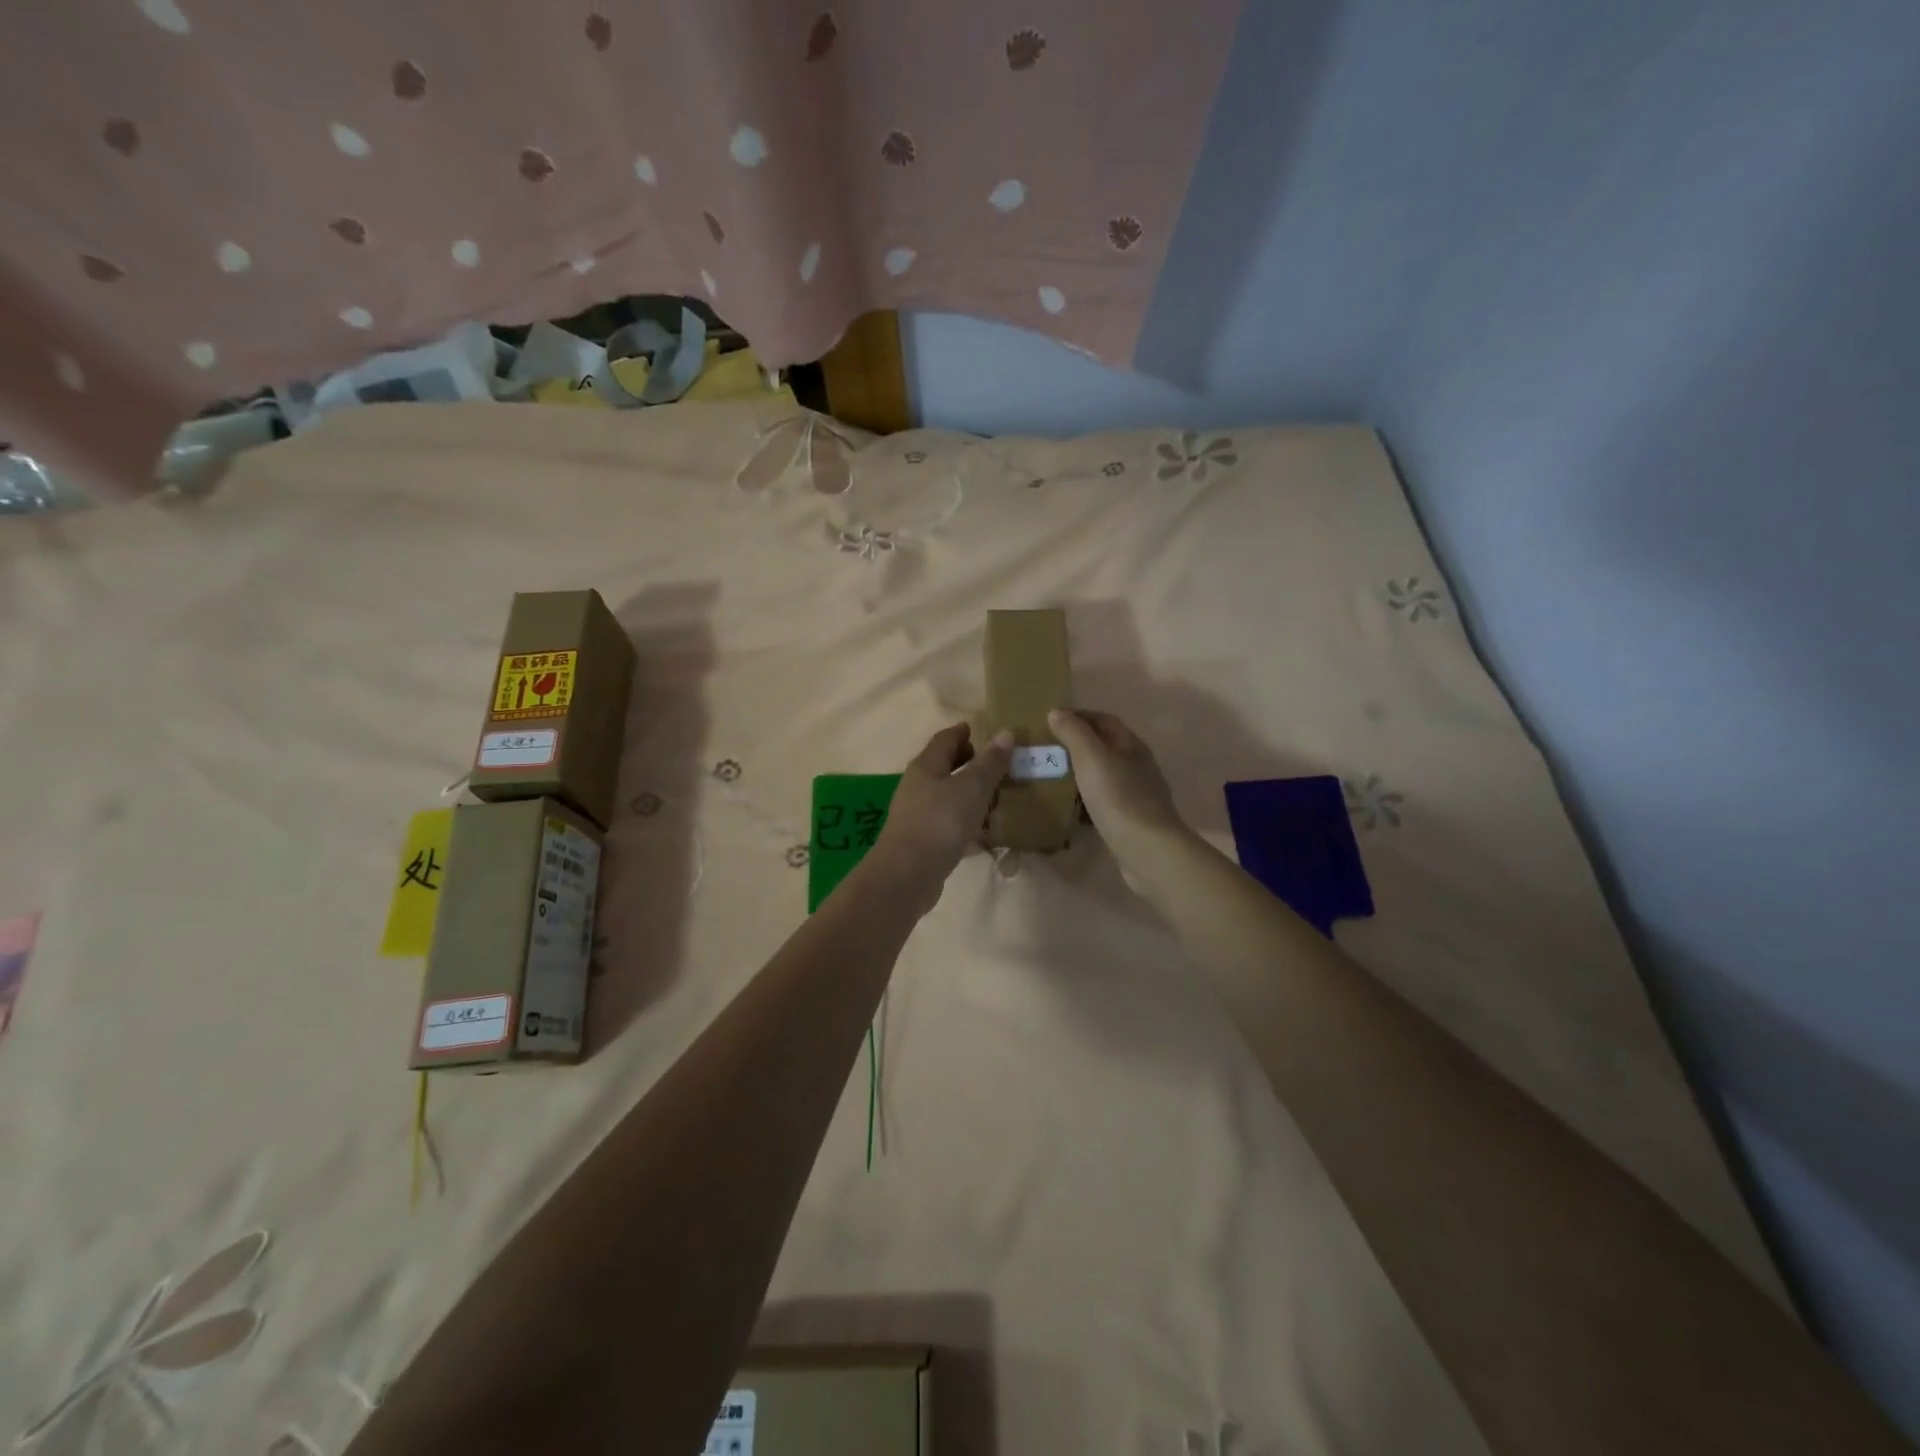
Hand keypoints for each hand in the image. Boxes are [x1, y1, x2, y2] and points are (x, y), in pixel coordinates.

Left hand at [868, 723, 1013, 909]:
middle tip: (995, 763)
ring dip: (966, 792)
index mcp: (926, 766)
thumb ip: (990, 762)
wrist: (907, 874)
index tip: (981, 730)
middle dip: (967, 761)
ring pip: (945, 795)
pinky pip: (947, 822)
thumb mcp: (972, 787)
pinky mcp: (922, 840)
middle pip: (942, 766)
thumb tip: (1006, 733)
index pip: (945, 739)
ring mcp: (917, 814)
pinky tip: (983, 831)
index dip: (963, 732)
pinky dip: (965, 820)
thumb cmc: (940, 821)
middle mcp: (917, 786)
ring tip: (995, 796)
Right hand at [1047, 709, 1186, 865]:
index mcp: (1132, 745)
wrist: (1147, 849)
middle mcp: (1138, 765)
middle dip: (1078, 743)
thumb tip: (1057, 712)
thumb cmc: (1118, 797)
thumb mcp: (1091, 757)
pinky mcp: (1132, 818)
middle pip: (1106, 745)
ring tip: (1054, 775)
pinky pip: (1105, 799)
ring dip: (1082, 771)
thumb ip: (1073, 732)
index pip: (1104, 719)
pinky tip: (1072, 806)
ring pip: (1105, 773)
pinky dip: (1087, 796)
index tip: (1050, 720)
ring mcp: (1137, 793)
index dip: (1078, 715)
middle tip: (1048, 748)